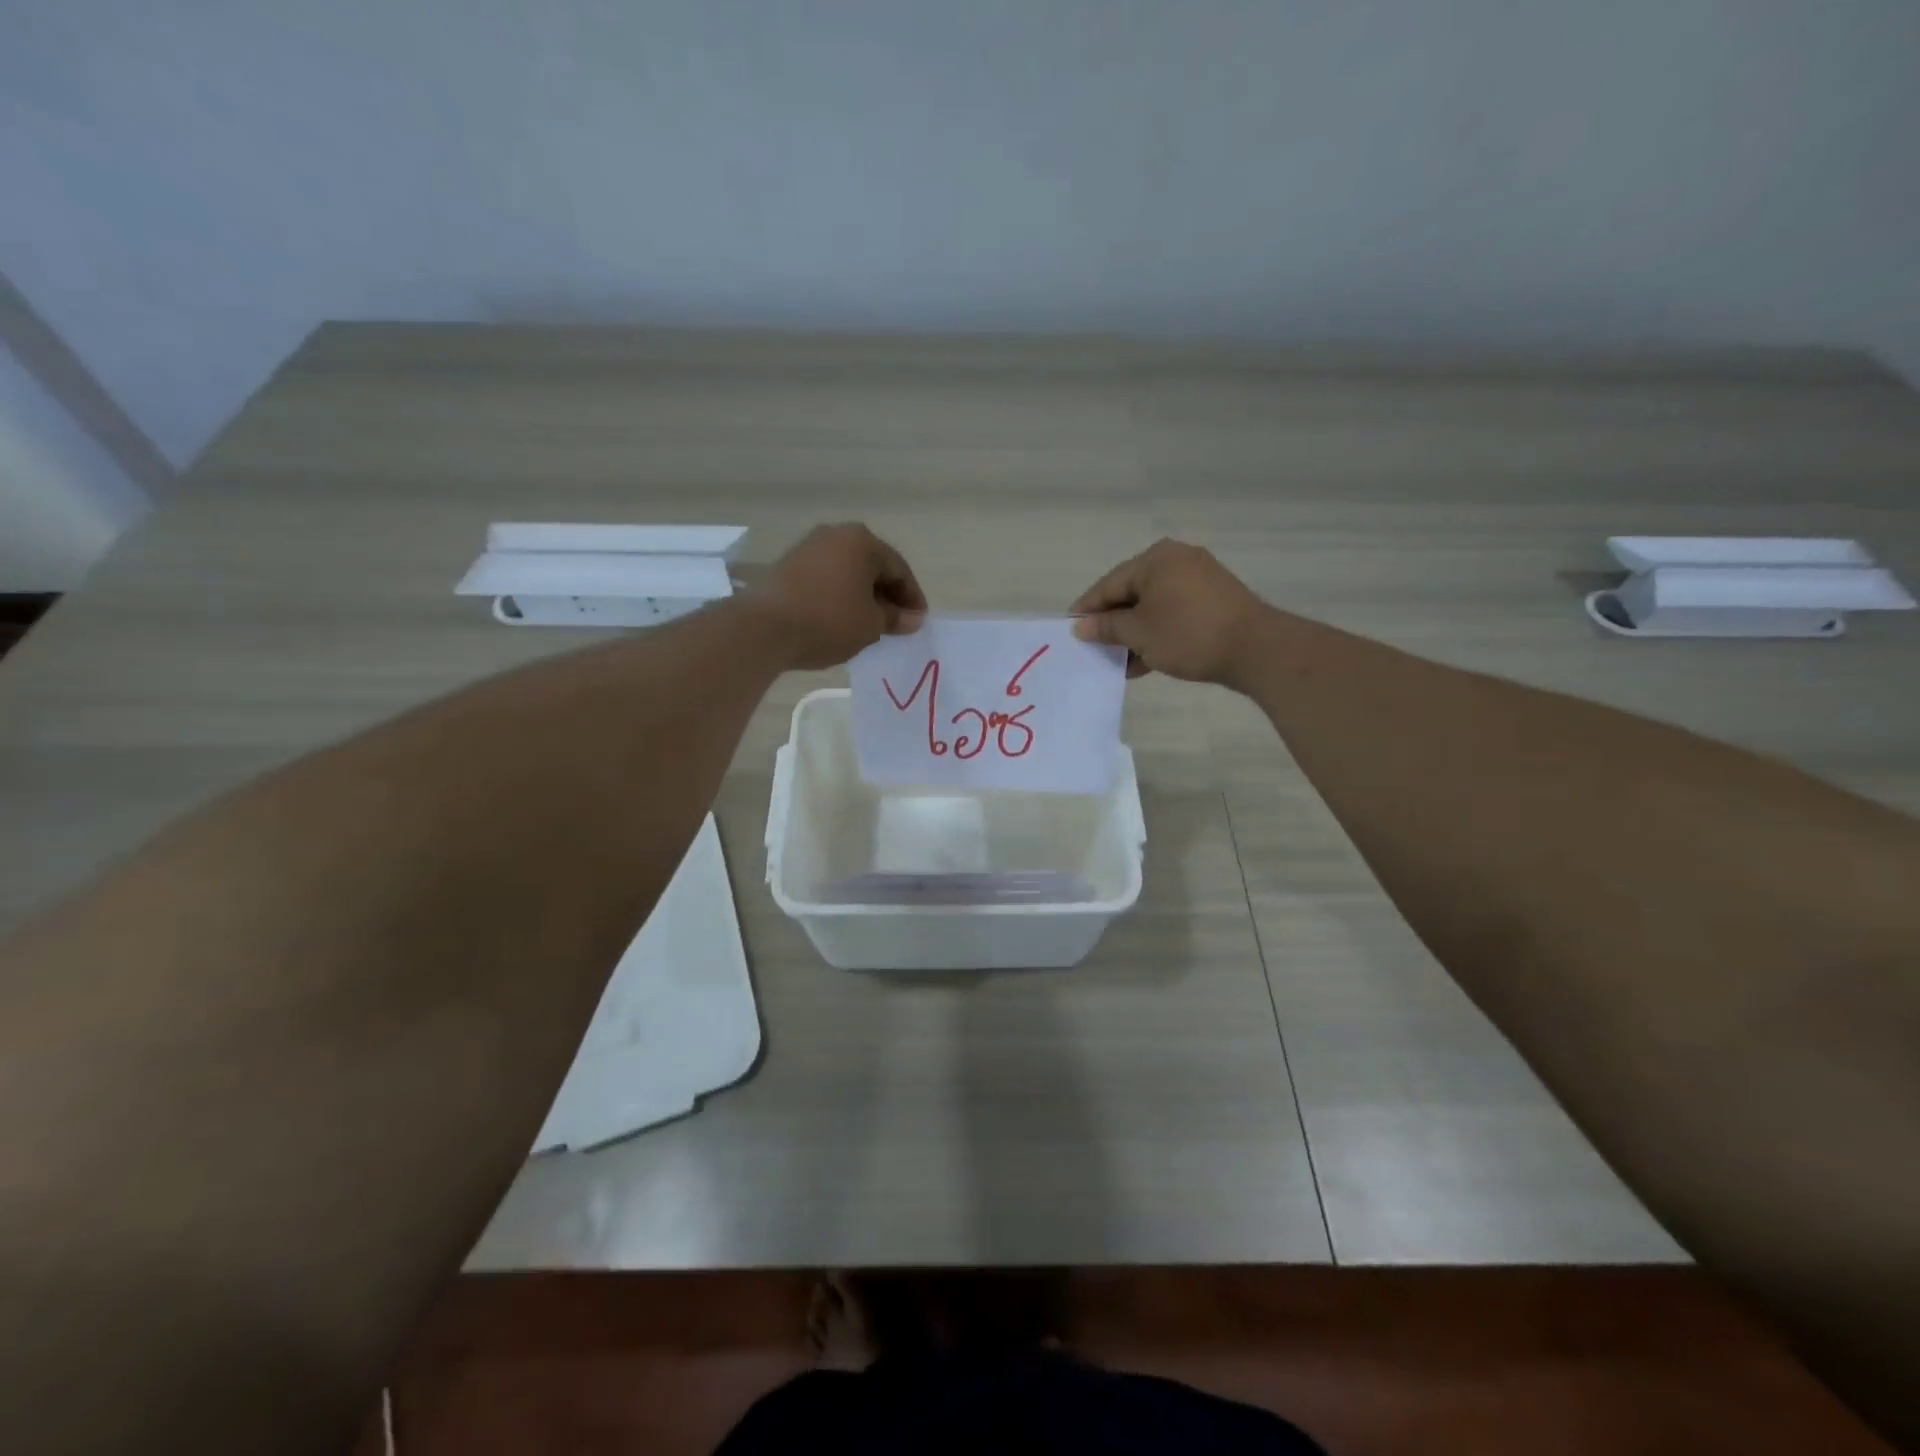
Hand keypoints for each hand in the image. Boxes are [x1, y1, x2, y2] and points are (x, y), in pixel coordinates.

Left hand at [752, 523, 927, 669]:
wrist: (764, 628)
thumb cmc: (829, 621)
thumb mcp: (871, 625)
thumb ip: (895, 618)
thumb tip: (913, 618)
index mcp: (863, 541)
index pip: (899, 569)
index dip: (912, 598)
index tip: (918, 623)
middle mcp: (836, 535)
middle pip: (872, 566)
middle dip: (887, 595)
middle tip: (897, 624)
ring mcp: (808, 547)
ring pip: (848, 572)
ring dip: (862, 596)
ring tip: (870, 624)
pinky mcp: (788, 565)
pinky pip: (826, 579)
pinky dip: (840, 597)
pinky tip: (842, 620)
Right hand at [1070, 539, 1269, 684]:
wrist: (1255, 648)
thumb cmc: (1188, 634)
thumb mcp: (1139, 633)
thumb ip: (1106, 627)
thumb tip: (1081, 627)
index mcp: (1155, 559)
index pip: (1108, 584)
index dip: (1087, 610)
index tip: (1071, 633)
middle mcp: (1176, 560)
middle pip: (1130, 594)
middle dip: (1112, 625)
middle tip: (1095, 650)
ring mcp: (1198, 579)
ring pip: (1152, 607)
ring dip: (1134, 634)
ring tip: (1120, 663)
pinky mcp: (1214, 600)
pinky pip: (1173, 613)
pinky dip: (1157, 633)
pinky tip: (1145, 661)